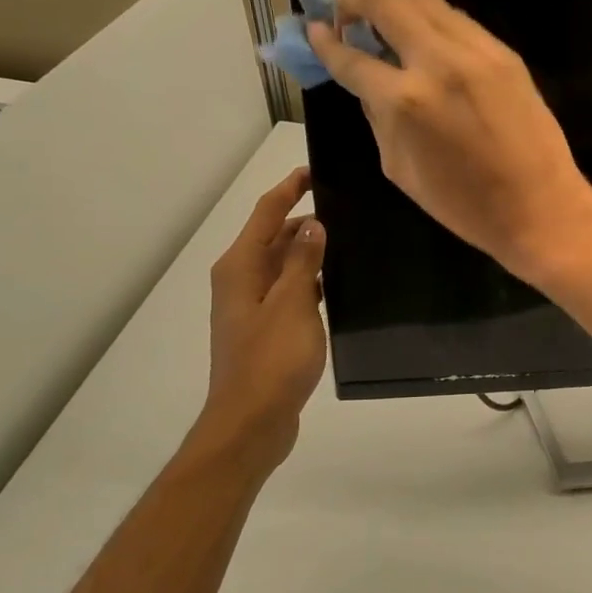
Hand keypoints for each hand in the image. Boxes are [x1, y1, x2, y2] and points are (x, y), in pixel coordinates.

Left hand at [193, 168, 326, 472]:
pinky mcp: (267, 330)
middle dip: (305, 219)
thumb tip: (313, 224)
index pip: (267, 213)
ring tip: (350, 240)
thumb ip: (303, 261)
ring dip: (310, 252)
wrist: (251, 421)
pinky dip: (310, 281)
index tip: (316, 170)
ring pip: (284, 265)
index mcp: (240, 267)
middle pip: (274, 237)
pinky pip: (290, 291)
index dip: (290, 188)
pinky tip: (339, 284)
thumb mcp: (292, 304)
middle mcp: (242, 280)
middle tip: (348, 207)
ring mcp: (253, 307)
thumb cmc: (270, 360)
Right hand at [306, 0, 591, 282]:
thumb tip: (367, 83)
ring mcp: (477, 52)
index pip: (351, 56)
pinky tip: (432, 49)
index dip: (324, 41)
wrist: (540, 207)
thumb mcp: (400, 169)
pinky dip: (435, 25)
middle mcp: (438, 61)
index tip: (315, 30)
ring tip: (390, 30)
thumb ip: (378, 117)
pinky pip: (459, 21)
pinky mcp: (505, 54)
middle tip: (346, 15)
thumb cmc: (464, 205)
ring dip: (397, 6)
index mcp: (405, 101)